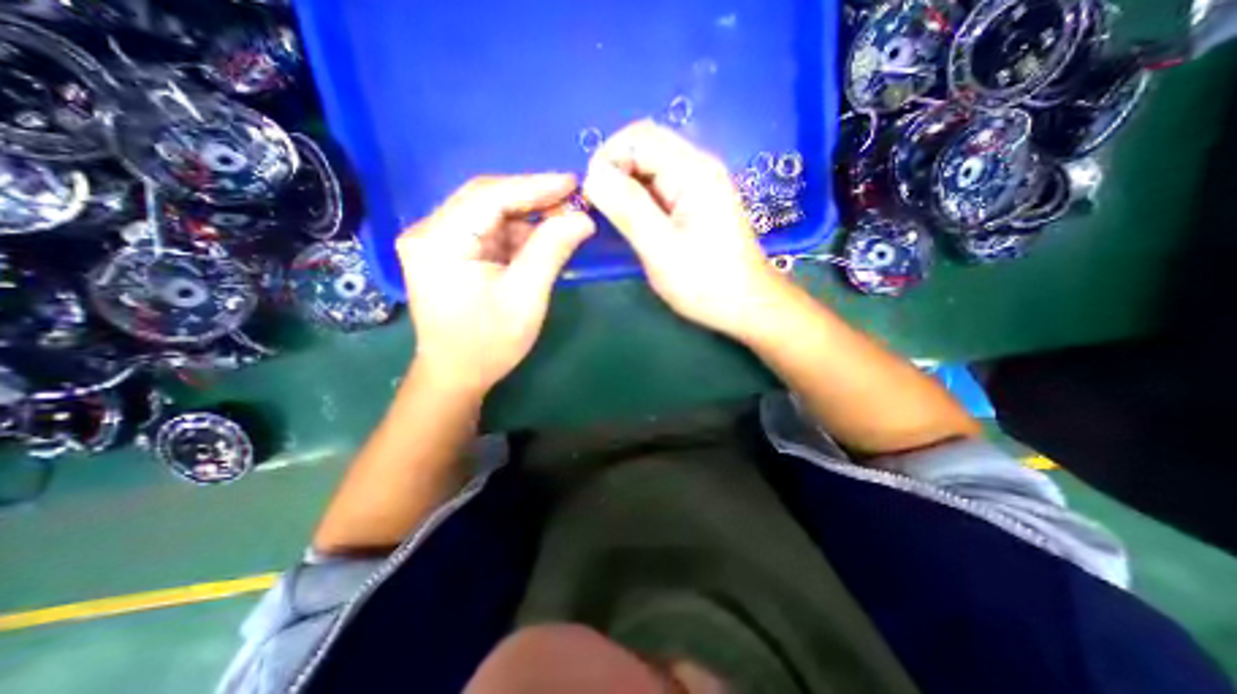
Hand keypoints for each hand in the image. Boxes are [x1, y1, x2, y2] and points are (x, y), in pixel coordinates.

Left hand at [395, 173, 590, 396]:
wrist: (457, 374)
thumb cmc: (489, 343)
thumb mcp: (526, 298)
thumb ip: (551, 251)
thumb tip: (582, 218)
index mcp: (439, 241)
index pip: (488, 196)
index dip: (534, 186)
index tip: (573, 182)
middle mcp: (429, 232)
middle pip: (486, 199)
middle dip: (532, 198)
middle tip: (573, 199)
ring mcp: (437, 241)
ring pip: (489, 214)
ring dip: (528, 217)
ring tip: (564, 219)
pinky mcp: (449, 252)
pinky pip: (488, 231)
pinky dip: (517, 233)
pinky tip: (542, 238)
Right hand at [583, 122, 790, 338]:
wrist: (745, 305)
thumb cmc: (705, 282)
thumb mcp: (660, 248)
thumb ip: (627, 208)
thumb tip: (592, 175)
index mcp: (693, 171)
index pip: (638, 137)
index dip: (607, 158)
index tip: (589, 194)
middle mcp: (698, 168)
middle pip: (645, 147)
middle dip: (614, 170)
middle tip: (598, 207)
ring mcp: (699, 185)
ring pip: (650, 168)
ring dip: (625, 185)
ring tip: (611, 216)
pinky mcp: (697, 203)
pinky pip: (660, 187)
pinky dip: (639, 197)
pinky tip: (632, 220)